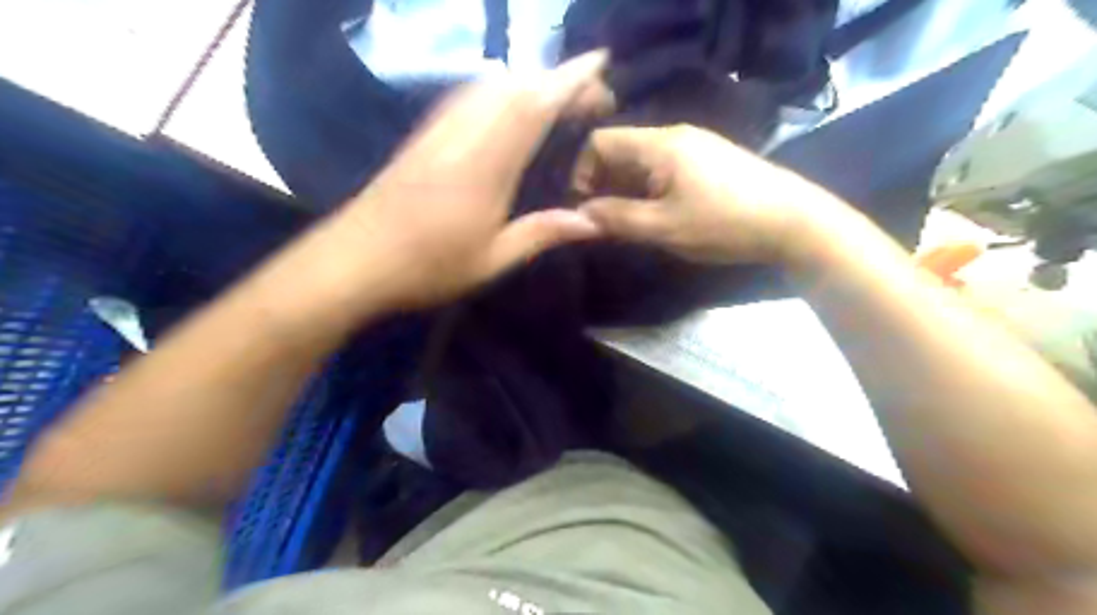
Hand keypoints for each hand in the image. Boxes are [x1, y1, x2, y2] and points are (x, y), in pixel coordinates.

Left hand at [329, 51, 612, 310]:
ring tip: (555, 97)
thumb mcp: (492, 260)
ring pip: (487, 86)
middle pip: (512, 86)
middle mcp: (462, 135)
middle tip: (587, 94)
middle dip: (554, 78)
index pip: (534, 106)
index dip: (569, 78)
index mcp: (486, 165)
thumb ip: (542, 233)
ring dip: (525, 81)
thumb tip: (592, 222)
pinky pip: (466, 97)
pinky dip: (495, 91)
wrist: (353, 261)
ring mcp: (438, 131)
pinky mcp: (422, 136)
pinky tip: (504, 106)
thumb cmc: (427, 268)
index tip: (599, 60)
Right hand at [570, 125, 840, 265]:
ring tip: (628, 222)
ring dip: (626, 189)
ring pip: (642, 161)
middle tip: (603, 220)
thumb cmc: (724, 223)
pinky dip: (649, 189)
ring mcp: (695, 146)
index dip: (581, 172)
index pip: (600, 141)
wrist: (793, 222)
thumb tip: (579, 214)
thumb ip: (617, 218)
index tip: (584, 207)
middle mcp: (675, 135)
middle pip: (620, 149)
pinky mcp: (709, 160)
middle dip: (603, 183)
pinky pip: (664, 168)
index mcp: (659, 144)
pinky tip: (658, 214)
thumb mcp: (664, 227)